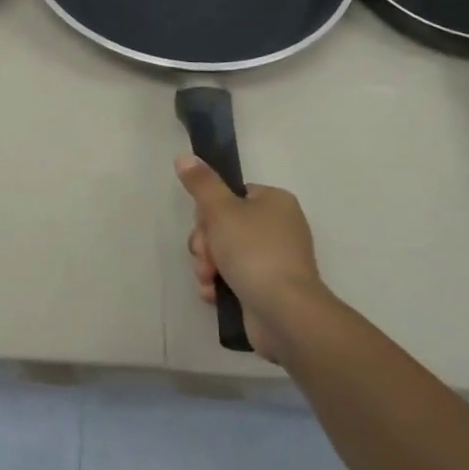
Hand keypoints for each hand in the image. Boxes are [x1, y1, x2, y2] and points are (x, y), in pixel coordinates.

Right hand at [177, 155, 326, 360]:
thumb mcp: (221, 210)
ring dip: (208, 265)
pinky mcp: (268, 289)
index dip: (210, 210)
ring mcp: (275, 261)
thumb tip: (184, 156)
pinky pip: (235, 278)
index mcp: (275, 202)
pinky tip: (213, 294)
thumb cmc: (253, 251)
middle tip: (204, 255)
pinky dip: (220, 285)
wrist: (285, 313)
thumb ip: (201, 183)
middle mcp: (279, 227)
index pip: (233, 195)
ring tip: (207, 279)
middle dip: (206, 242)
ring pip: (226, 253)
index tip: (203, 224)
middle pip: (225, 225)